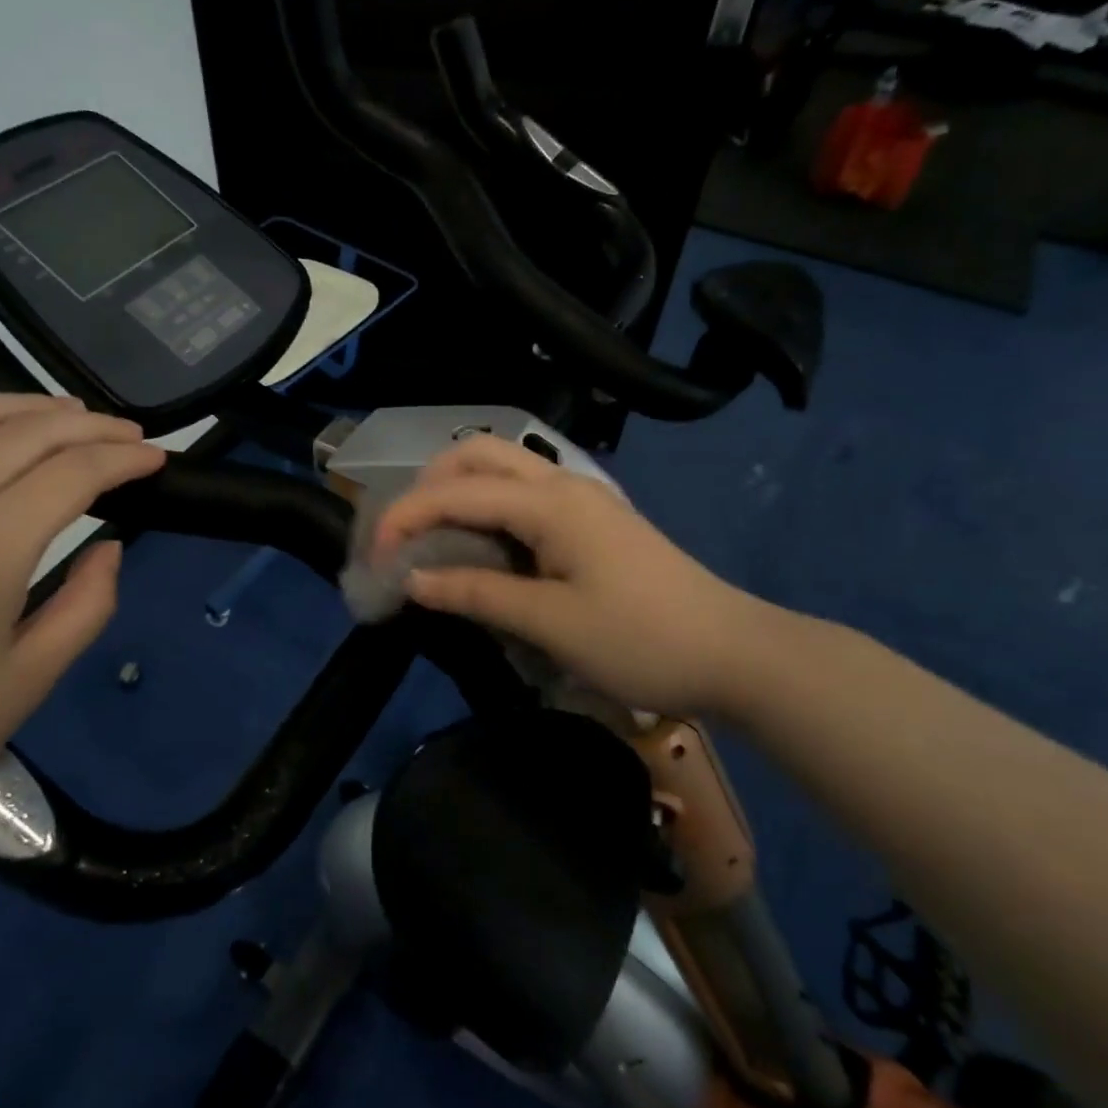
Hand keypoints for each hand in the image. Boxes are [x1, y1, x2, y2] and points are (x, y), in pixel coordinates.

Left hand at [0, 395, 165, 835]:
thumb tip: (109, 546)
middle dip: (90, 425)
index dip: (124, 458)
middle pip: (26, 432)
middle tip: (128, 435)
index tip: (157, 458)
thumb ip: (86, 605)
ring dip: (27, 408)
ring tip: (66, 416)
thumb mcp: (30, 681)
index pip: (72, 473)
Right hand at [371, 435, 772, 719]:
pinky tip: (480, 545)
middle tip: (403, 534)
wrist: (734, 652)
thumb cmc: (641, 639)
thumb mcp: (550, 624)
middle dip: (428, 484)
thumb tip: (412, 581)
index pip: (456, 492)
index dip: (405, 518)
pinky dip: (487, 507)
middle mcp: (562, 483)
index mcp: (550, 502)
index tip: (373, 558)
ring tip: (431, 538)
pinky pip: (524, 494)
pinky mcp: (592, 519)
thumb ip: (476, 594)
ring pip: (503, 468)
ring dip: (458, 490)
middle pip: (478, 454)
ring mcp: (581, 498)